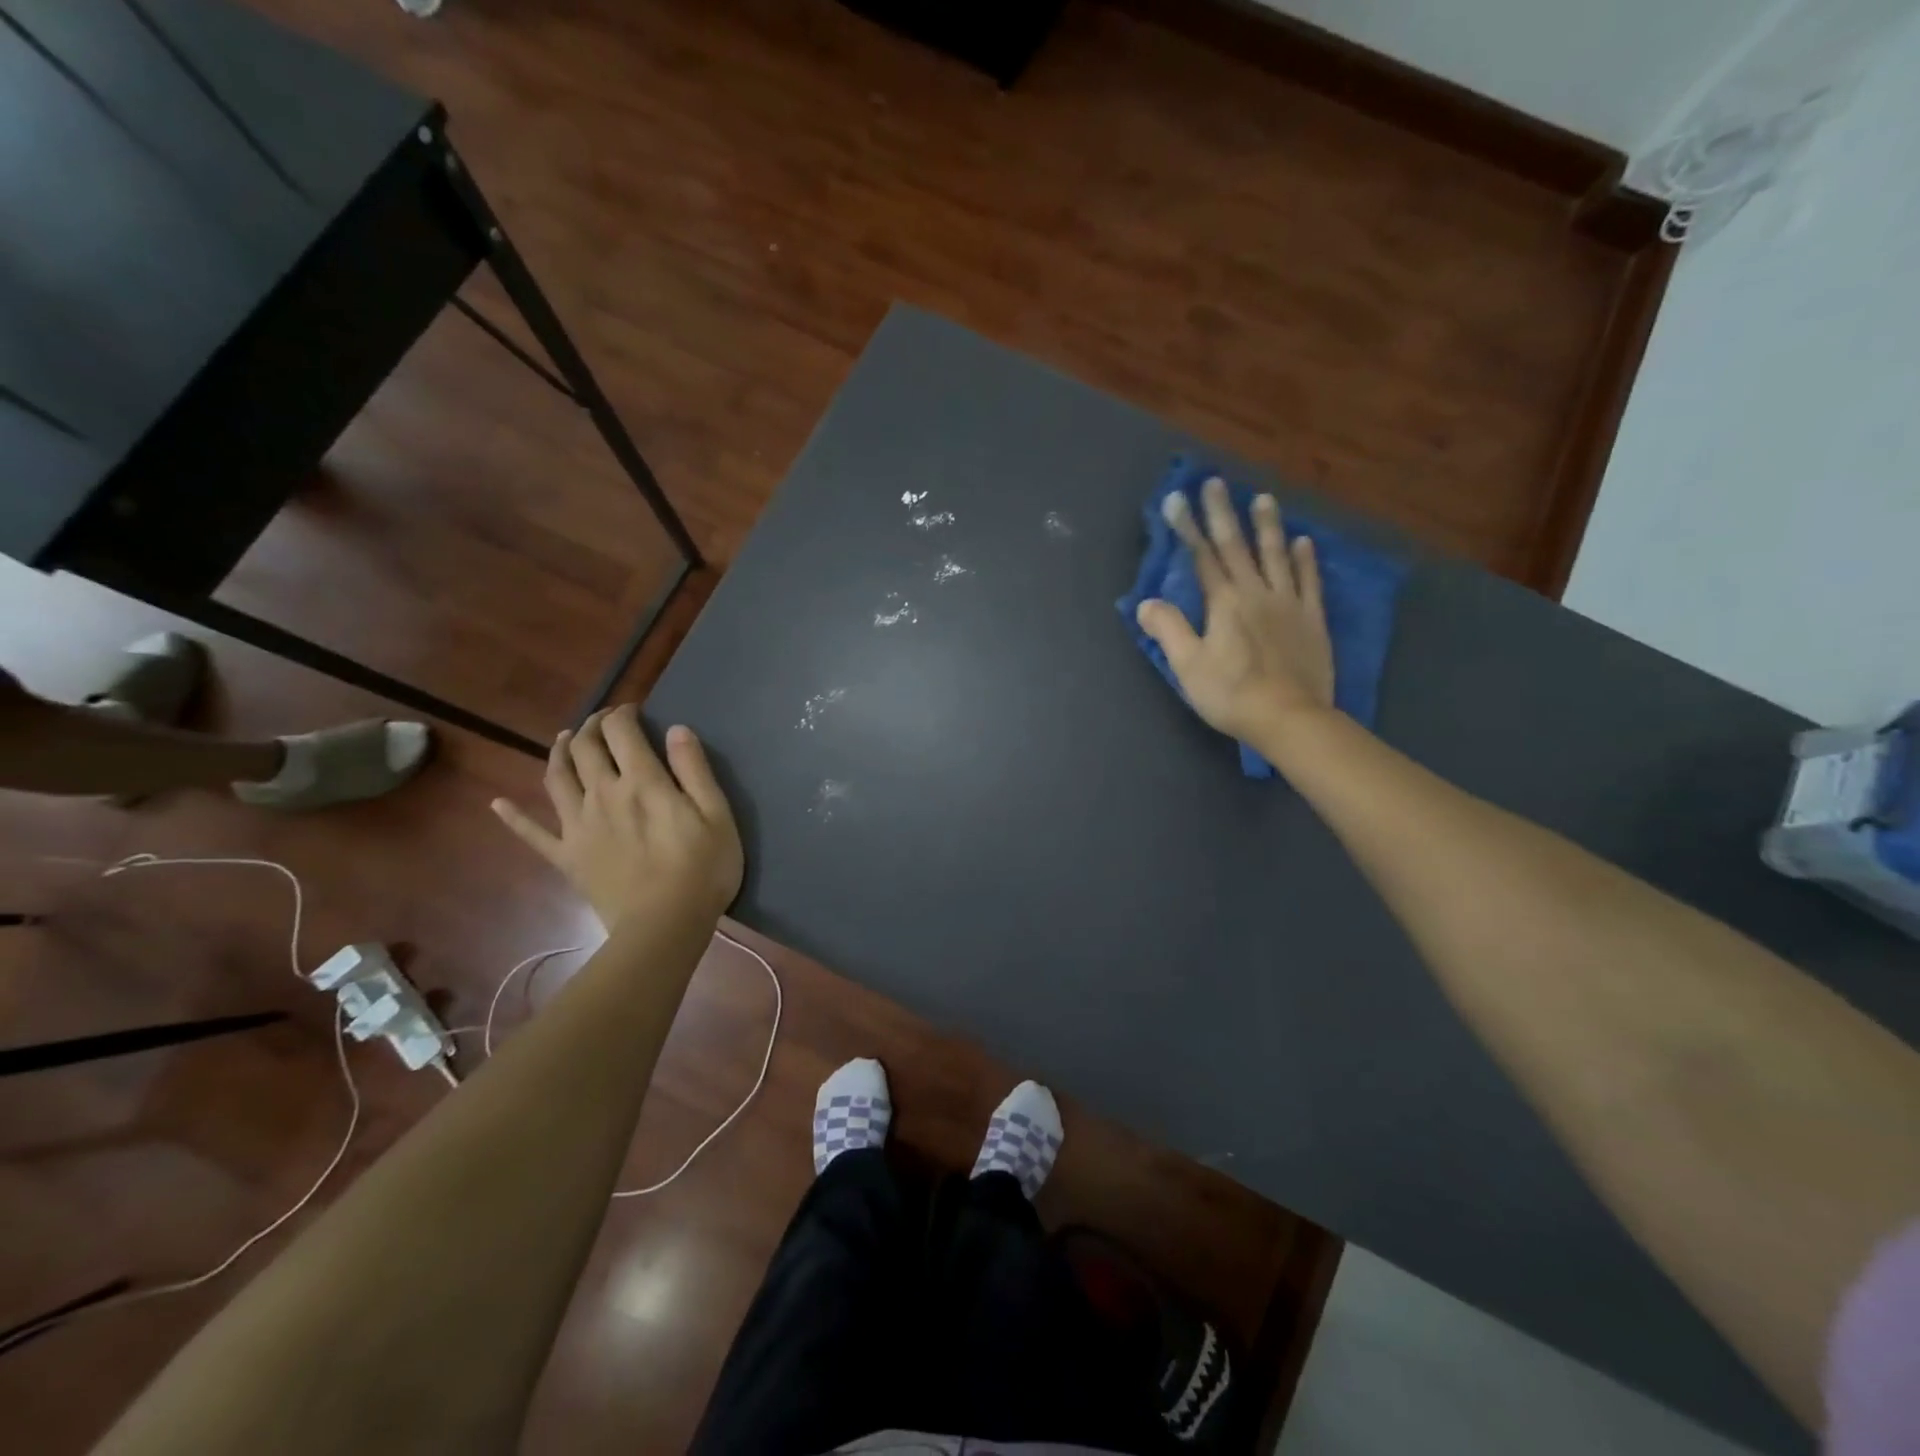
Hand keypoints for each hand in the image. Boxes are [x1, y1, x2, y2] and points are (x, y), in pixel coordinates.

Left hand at [491, 707, 743, 930]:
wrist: (664, 927)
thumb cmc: (702, 869)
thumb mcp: (717, 815)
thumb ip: (694, 769)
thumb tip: (676, 729)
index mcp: (641, 782)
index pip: (621, 732)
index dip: (623, 714)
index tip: (633, 711)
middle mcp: (601, 794)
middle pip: (584, 748)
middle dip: (591, 726)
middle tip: (604, 722)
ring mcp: (577, 825)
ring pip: (556, 778)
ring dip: (558, 752)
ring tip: (564, 740)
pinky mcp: (566, 856)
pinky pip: (532, 834)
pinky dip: (513, 817)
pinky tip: (498, 804)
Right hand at [1135, 477, 1335, 747]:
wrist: (1289, 717)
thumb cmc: (1231, 694)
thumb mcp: (1188, 666)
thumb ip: (1168, 629)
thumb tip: (1147, 602)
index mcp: (1224, 604)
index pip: (1202, 558)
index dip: (1188, 528)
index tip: (1178, 498)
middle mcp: (1256, 593)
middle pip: (1237, 547)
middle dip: (1223, 514)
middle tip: (1216, 482)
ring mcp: (1288, 604)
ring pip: (1277, 556)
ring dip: (1268, 526)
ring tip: (1263, 498)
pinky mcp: (1312, 620)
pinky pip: (1309, 582)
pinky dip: (1306, 559)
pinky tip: (1303, 541)